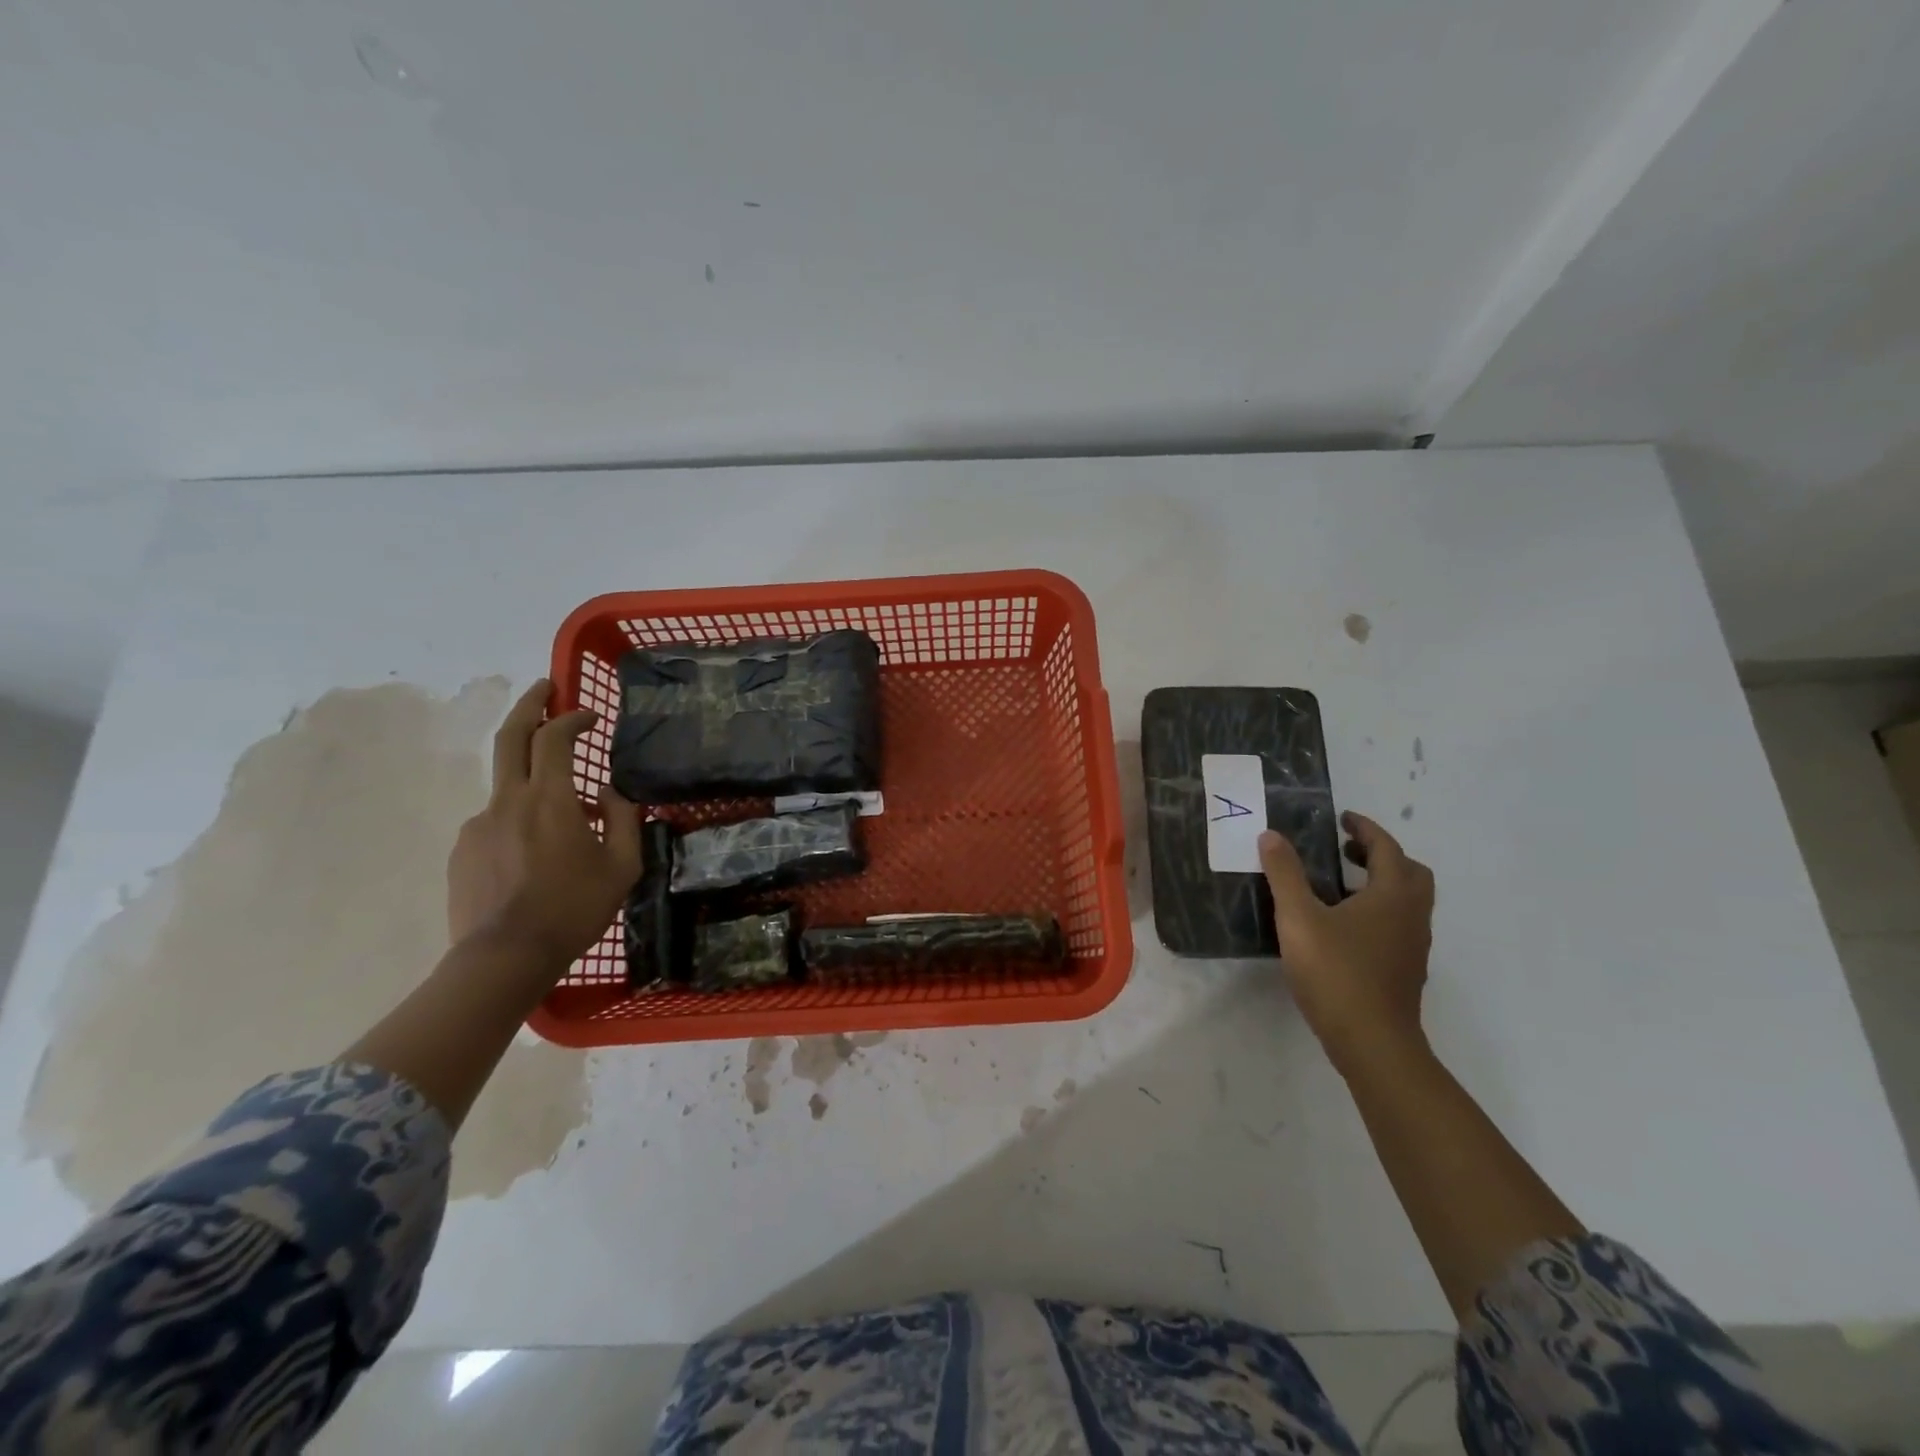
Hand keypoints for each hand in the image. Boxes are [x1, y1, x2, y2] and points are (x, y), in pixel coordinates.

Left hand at [447, 679, 642, 967]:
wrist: (505, 957)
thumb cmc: (574, 908)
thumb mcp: (622, 865)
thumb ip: (624, 819)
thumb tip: (612, 792)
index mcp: (551, 799)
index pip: (556, 738)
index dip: (572, 717)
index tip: (590, 716)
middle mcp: (508, 800)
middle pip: (511, 737)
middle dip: (528, 705)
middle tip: (543, 688)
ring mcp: (479, 824)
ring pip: (507, 785)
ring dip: (532, 780)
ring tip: (561, 817)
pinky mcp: (463, 850)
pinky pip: (495, 821)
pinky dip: (518, 820)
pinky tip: (534, 855)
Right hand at [1259, 811, 1434, 1076]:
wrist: (1372, 1042)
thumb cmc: (1336, 972)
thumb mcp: (1298, 918)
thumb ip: (1285, 874)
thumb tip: (1272, 836)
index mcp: (1392, 895)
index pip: (1387, 848)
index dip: (1365, 829)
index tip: (1342, 819)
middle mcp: (1411, 916)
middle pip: (1409, 873)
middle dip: (1379, 855)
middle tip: (1344, 851)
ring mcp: (1412, 946)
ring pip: (1406, 901)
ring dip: (1379, 884)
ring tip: (1338, 886)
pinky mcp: (1404, 970)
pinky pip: (1397, 925)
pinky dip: (1377, 911)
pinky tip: (1342, 927)